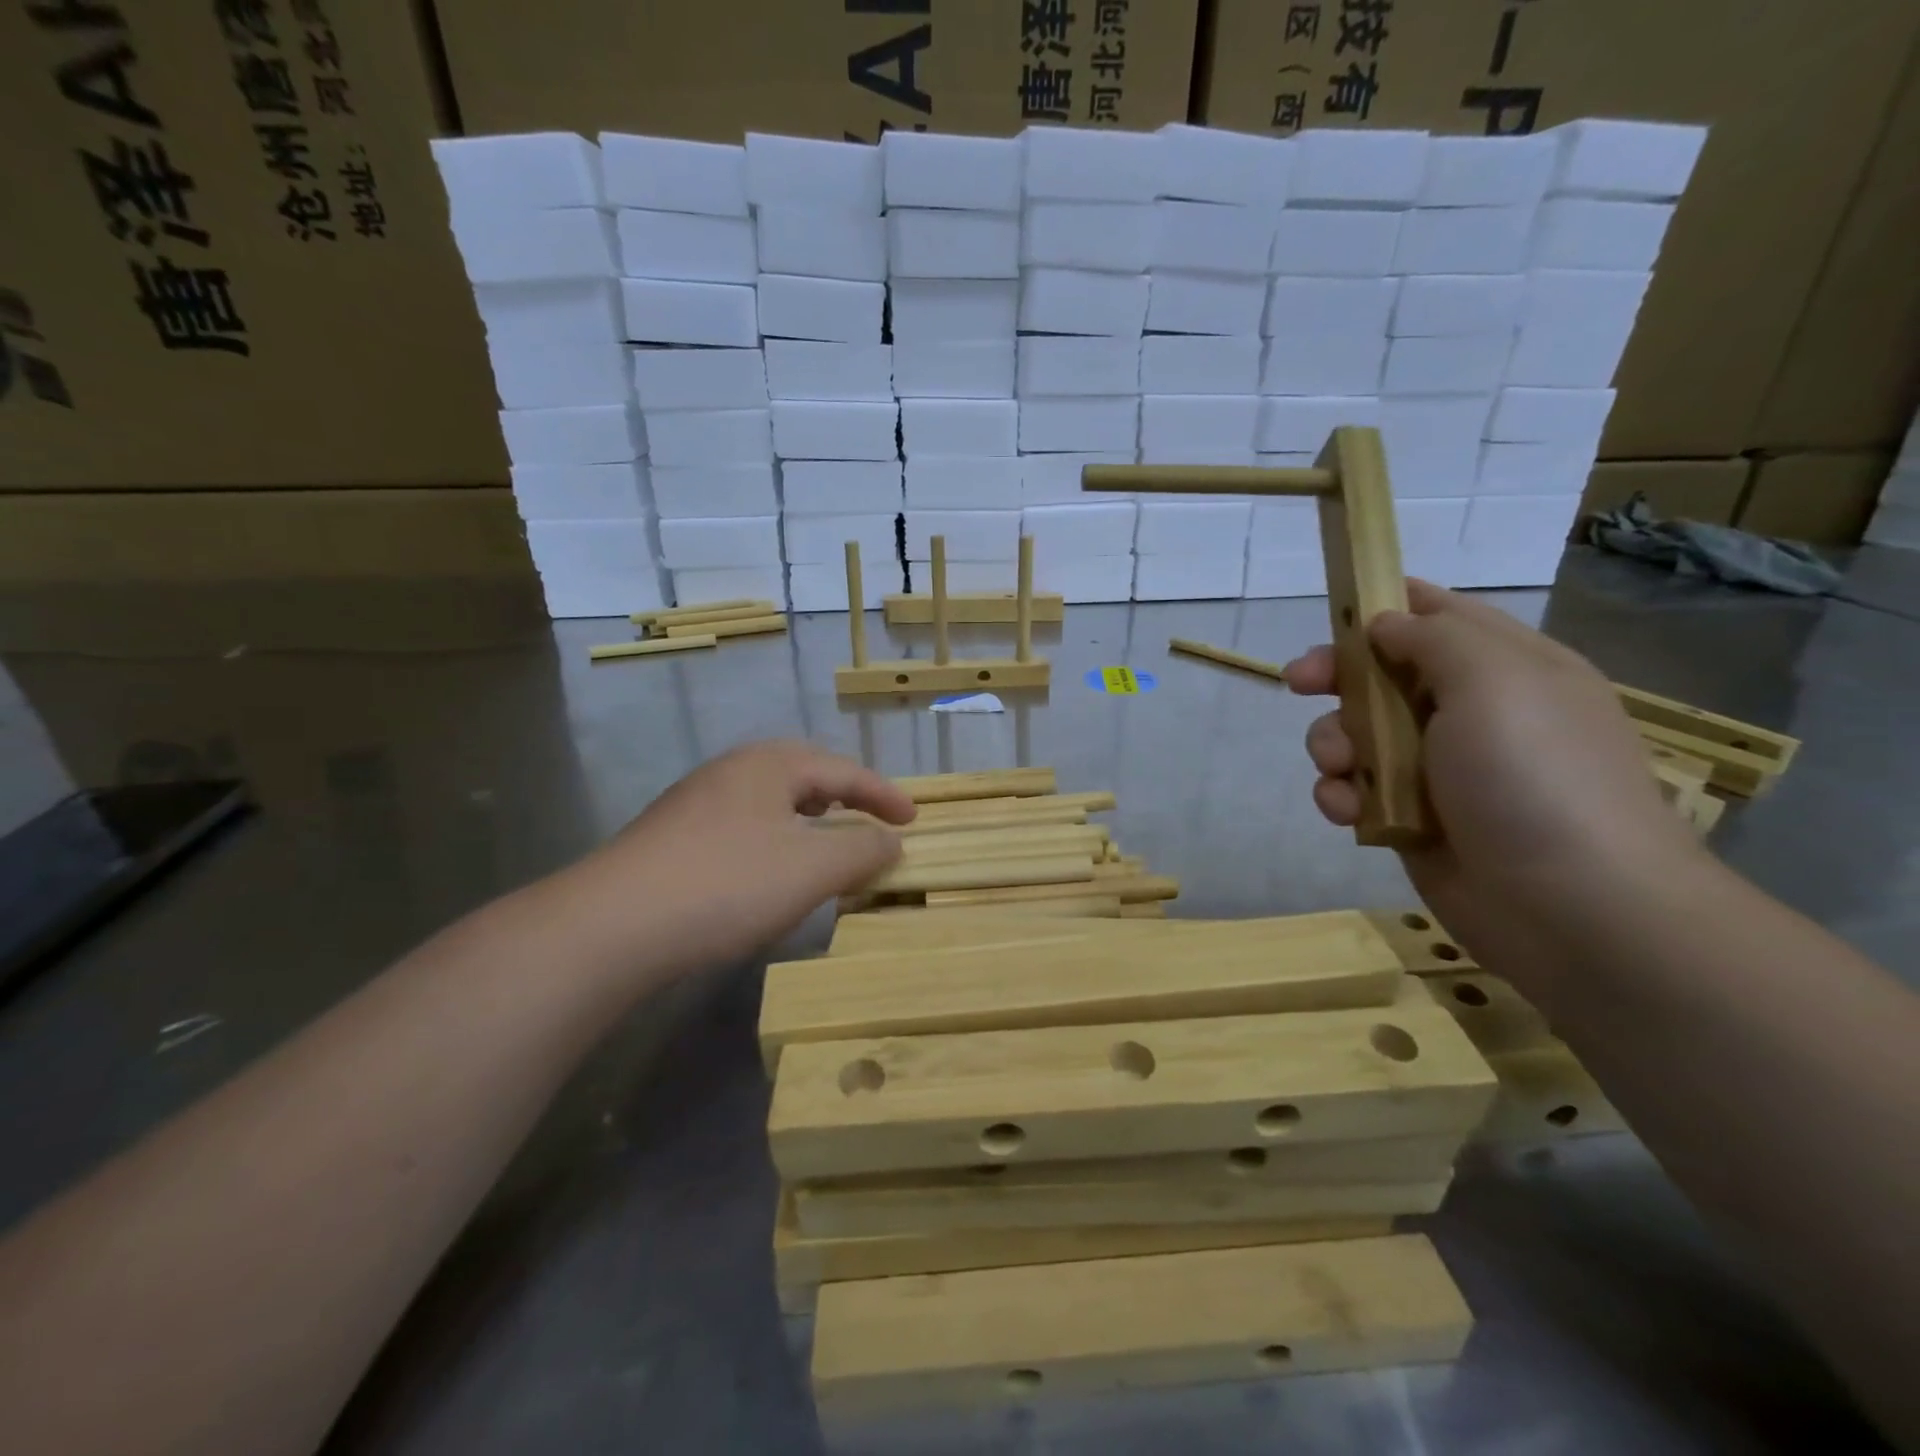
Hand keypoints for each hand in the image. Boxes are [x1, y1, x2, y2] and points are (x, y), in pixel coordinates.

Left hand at [553, 741, 914, 980]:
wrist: (611, 926)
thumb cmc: (727, 884)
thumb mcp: (812, 868)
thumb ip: (862, 849)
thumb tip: (890, 840)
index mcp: (770, 764)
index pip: (843, 770)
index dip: (884, 794)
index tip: (914, 820)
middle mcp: (731, 771)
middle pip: (804, 775)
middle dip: (844, 796)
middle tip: (872, 819)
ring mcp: (696, 803)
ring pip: (770, 802)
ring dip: (808, 820)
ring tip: (827, 842)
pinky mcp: (672, 838)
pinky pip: (743, 827)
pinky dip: (775, 841)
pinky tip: (770, 871)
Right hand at [1284, 582, 1706, 969]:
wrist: (1569, 905)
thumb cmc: (1533, 775)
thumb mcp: (1493, 680)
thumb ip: (1433, 638)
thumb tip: (1386, 623)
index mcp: (1504, 667)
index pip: (1438, 616)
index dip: (1384, 608)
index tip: (1334, 615)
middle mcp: (1468, 712)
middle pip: (1381, 674)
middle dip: (1336, 677)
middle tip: (1299, 682)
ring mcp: (1436, 769)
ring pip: (1356, 734)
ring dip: (1333, 745)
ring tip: (1340, 768)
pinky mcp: (1408, 817)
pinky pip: (1354, 789)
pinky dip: (1340, 795)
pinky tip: (1347, 811)